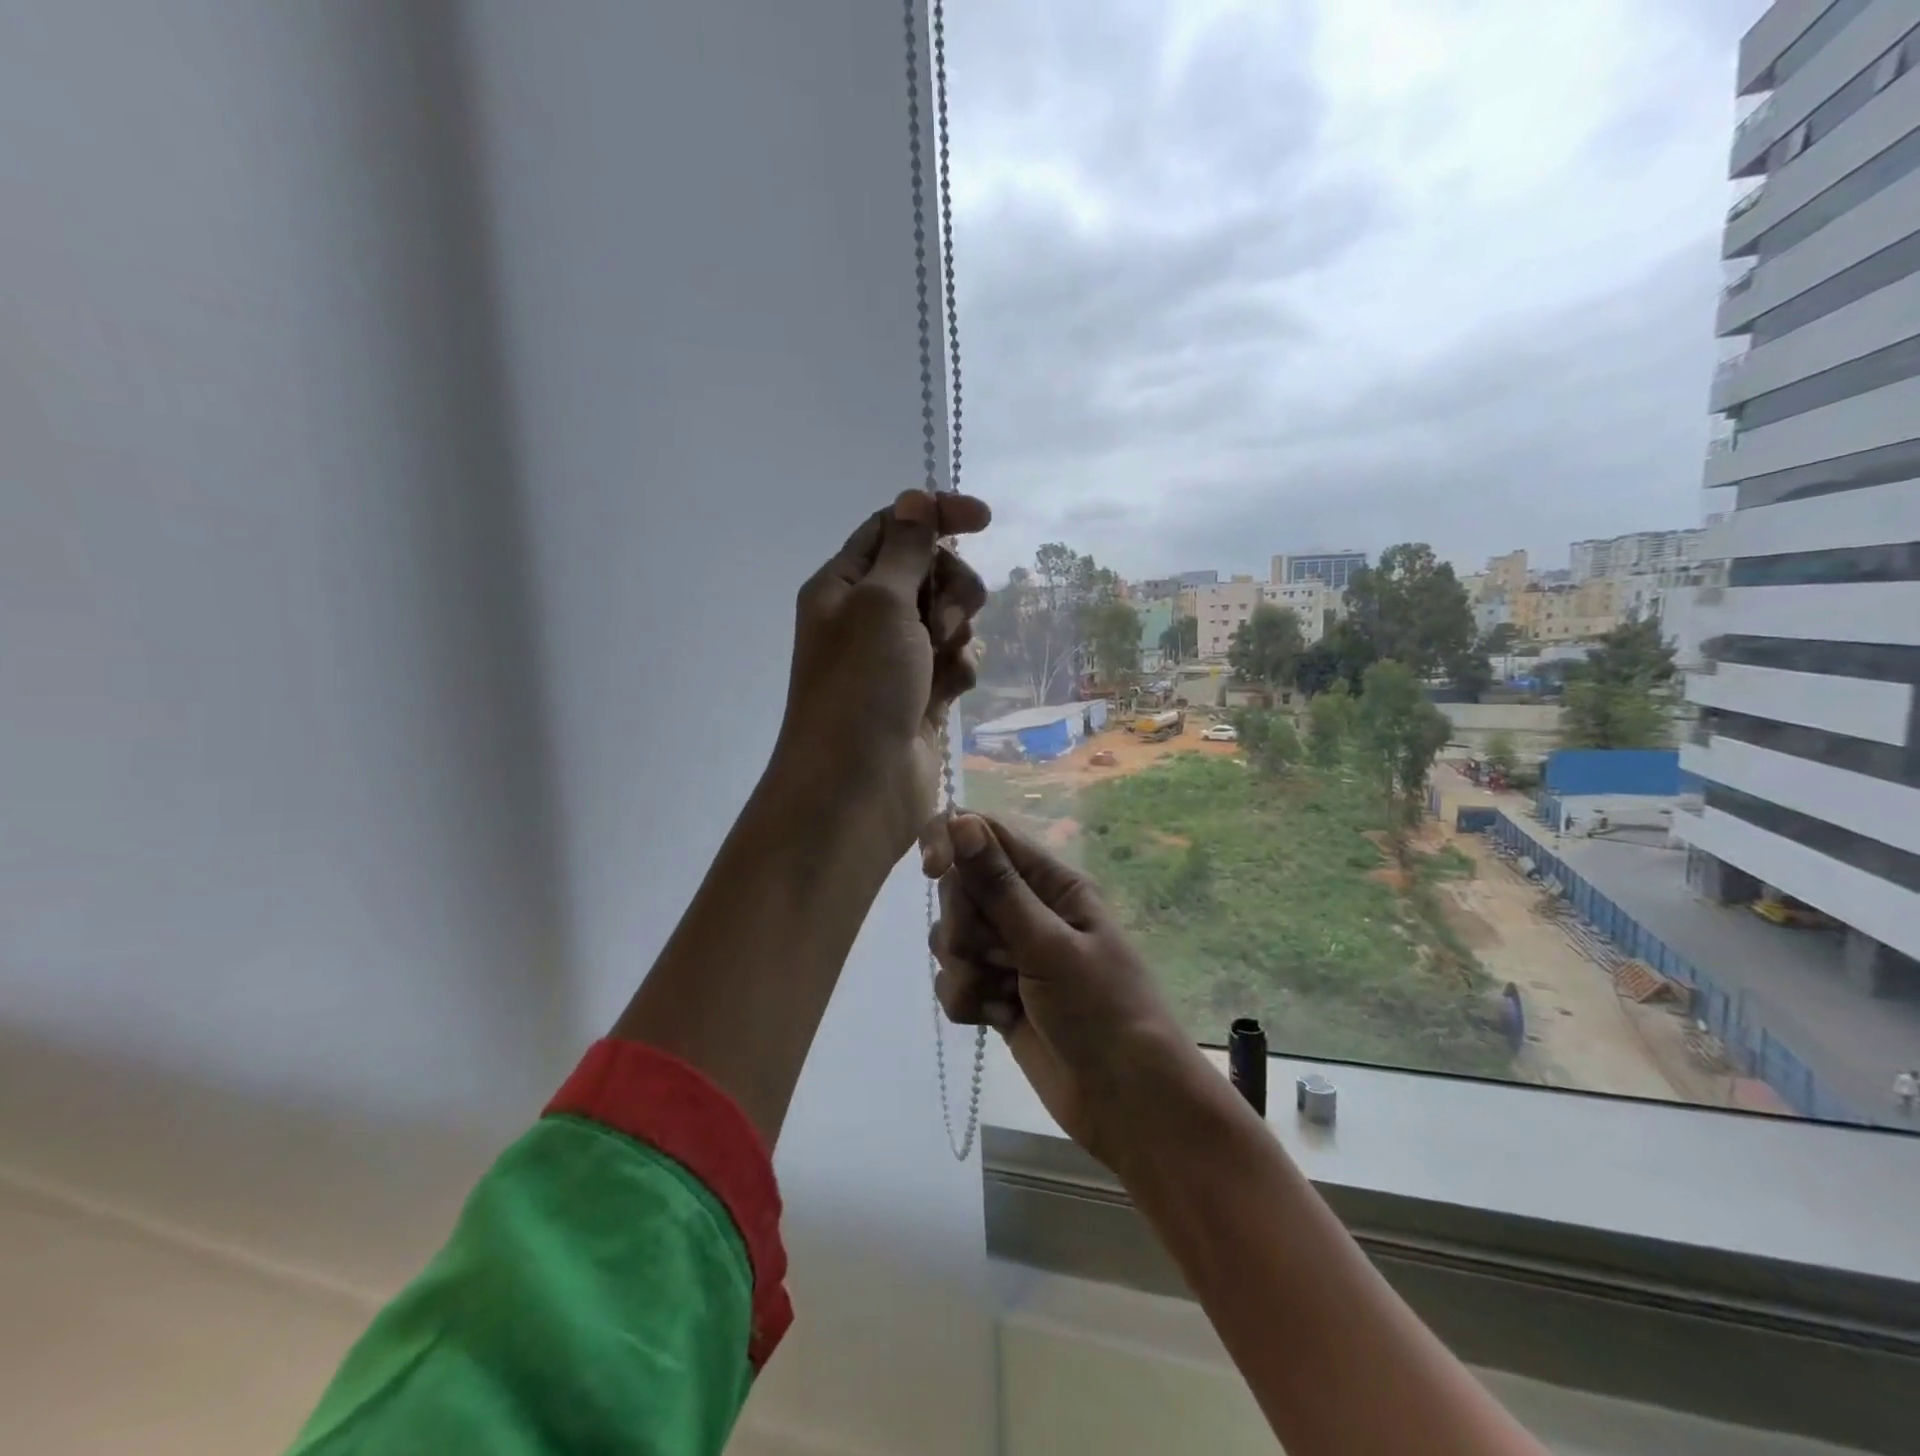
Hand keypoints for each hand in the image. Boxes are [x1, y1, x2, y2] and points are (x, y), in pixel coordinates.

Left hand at [771, 490, 990, 858]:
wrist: (857, 787)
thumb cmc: (861, 686)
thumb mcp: (880, 603)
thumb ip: (905, 548)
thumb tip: (914, 497)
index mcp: (842, 586)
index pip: (893, 528)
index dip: (936, 515)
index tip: (984, 519)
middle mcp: (865, 618)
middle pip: (928, 572)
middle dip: (950, 587)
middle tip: (944, 619)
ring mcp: (894, 659)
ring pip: (946, 619)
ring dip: (956, 632)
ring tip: (942, 660)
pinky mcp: (919, 696)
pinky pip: (953, 663)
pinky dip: (957, 671)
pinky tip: (949, 693)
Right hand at [925, 813, 1198, 1167]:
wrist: (1127, 1103)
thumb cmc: (1102, 1010)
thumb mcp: (1050, 945)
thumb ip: (999, 886)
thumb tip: (961, 819)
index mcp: (1051, 883)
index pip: (986, 835)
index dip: (951, 842)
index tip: (931, 869)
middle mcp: (1027, 910)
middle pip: (960, 888)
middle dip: (963, 925)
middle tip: (995, 957)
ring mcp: (1010, 954)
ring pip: (950, 938)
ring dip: (965, 969)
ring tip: (1002, 997)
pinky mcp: (996, 994)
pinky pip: (954, 980)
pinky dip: (967, 1001)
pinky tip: (996, 1021)